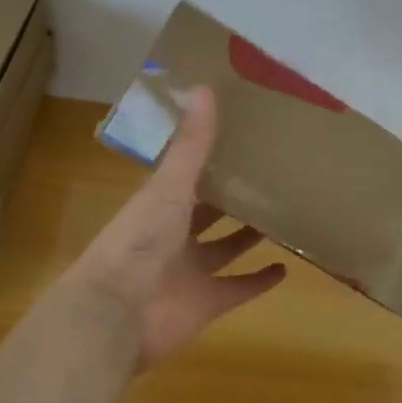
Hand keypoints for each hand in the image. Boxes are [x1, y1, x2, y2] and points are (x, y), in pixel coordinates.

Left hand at [66, 86, 286, 370]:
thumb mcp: (168, 186)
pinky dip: (259, 282)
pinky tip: (286, 268)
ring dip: (248, 237)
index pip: (188, 176)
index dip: (211, 159)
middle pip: (208, 213)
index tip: (243, 138)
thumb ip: (191, 145)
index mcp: (159, 204)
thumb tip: (205, 87)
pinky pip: (238, 289)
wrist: (115, 315)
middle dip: (233, 198)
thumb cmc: (139, 242)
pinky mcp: (206, 303)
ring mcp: (191, 271)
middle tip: (272, 177)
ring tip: (282, 217)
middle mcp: (174, 235)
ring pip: (225, 249)